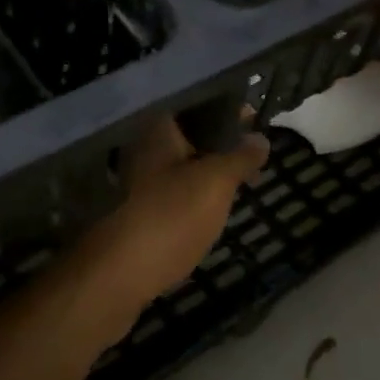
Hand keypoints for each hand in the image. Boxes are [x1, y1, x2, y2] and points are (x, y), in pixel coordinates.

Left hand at [58, 117, 269, 342]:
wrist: (118, 275)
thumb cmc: (171, 216)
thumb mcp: (217, 182)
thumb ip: (241, 157)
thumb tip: (261, 139)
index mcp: (158, 130)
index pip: (197, 104)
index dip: (228, 108)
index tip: (256, 121)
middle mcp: (142, 149)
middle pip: (188, 136)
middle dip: (222, 145)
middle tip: (254, 160)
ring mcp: (136, 183)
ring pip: (181, 167)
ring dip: (209, 173)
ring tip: (241, 185)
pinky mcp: (137, 213)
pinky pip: (172, 195)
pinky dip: (194, 198)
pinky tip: (212, 212)